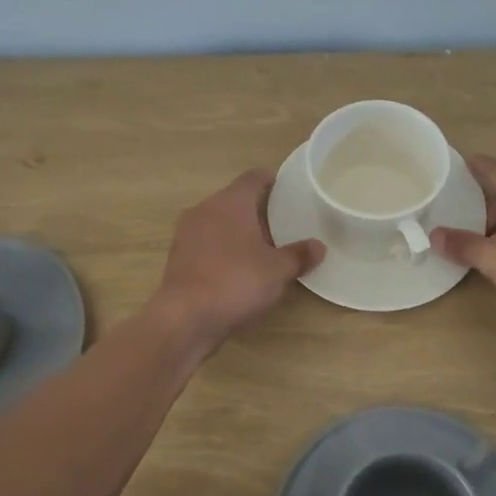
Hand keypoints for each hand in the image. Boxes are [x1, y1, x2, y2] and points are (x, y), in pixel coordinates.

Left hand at [151, 170, 323, 349]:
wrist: (185, 318)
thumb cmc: (236, 281)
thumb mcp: (277, 270)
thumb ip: (298, 255)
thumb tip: (318, 247)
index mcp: (230, 202)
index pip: (251, 178)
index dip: (268, 178)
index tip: (281, 184)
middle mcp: (205, 210)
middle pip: (233, 200)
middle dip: (254, 209)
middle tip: (278, 222)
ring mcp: (186, 234)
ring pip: (216, 222)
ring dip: (236, 230)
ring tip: (259, 247)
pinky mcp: (177, 258)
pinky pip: (205, 244)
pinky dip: (221, 249)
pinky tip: (236, 268)